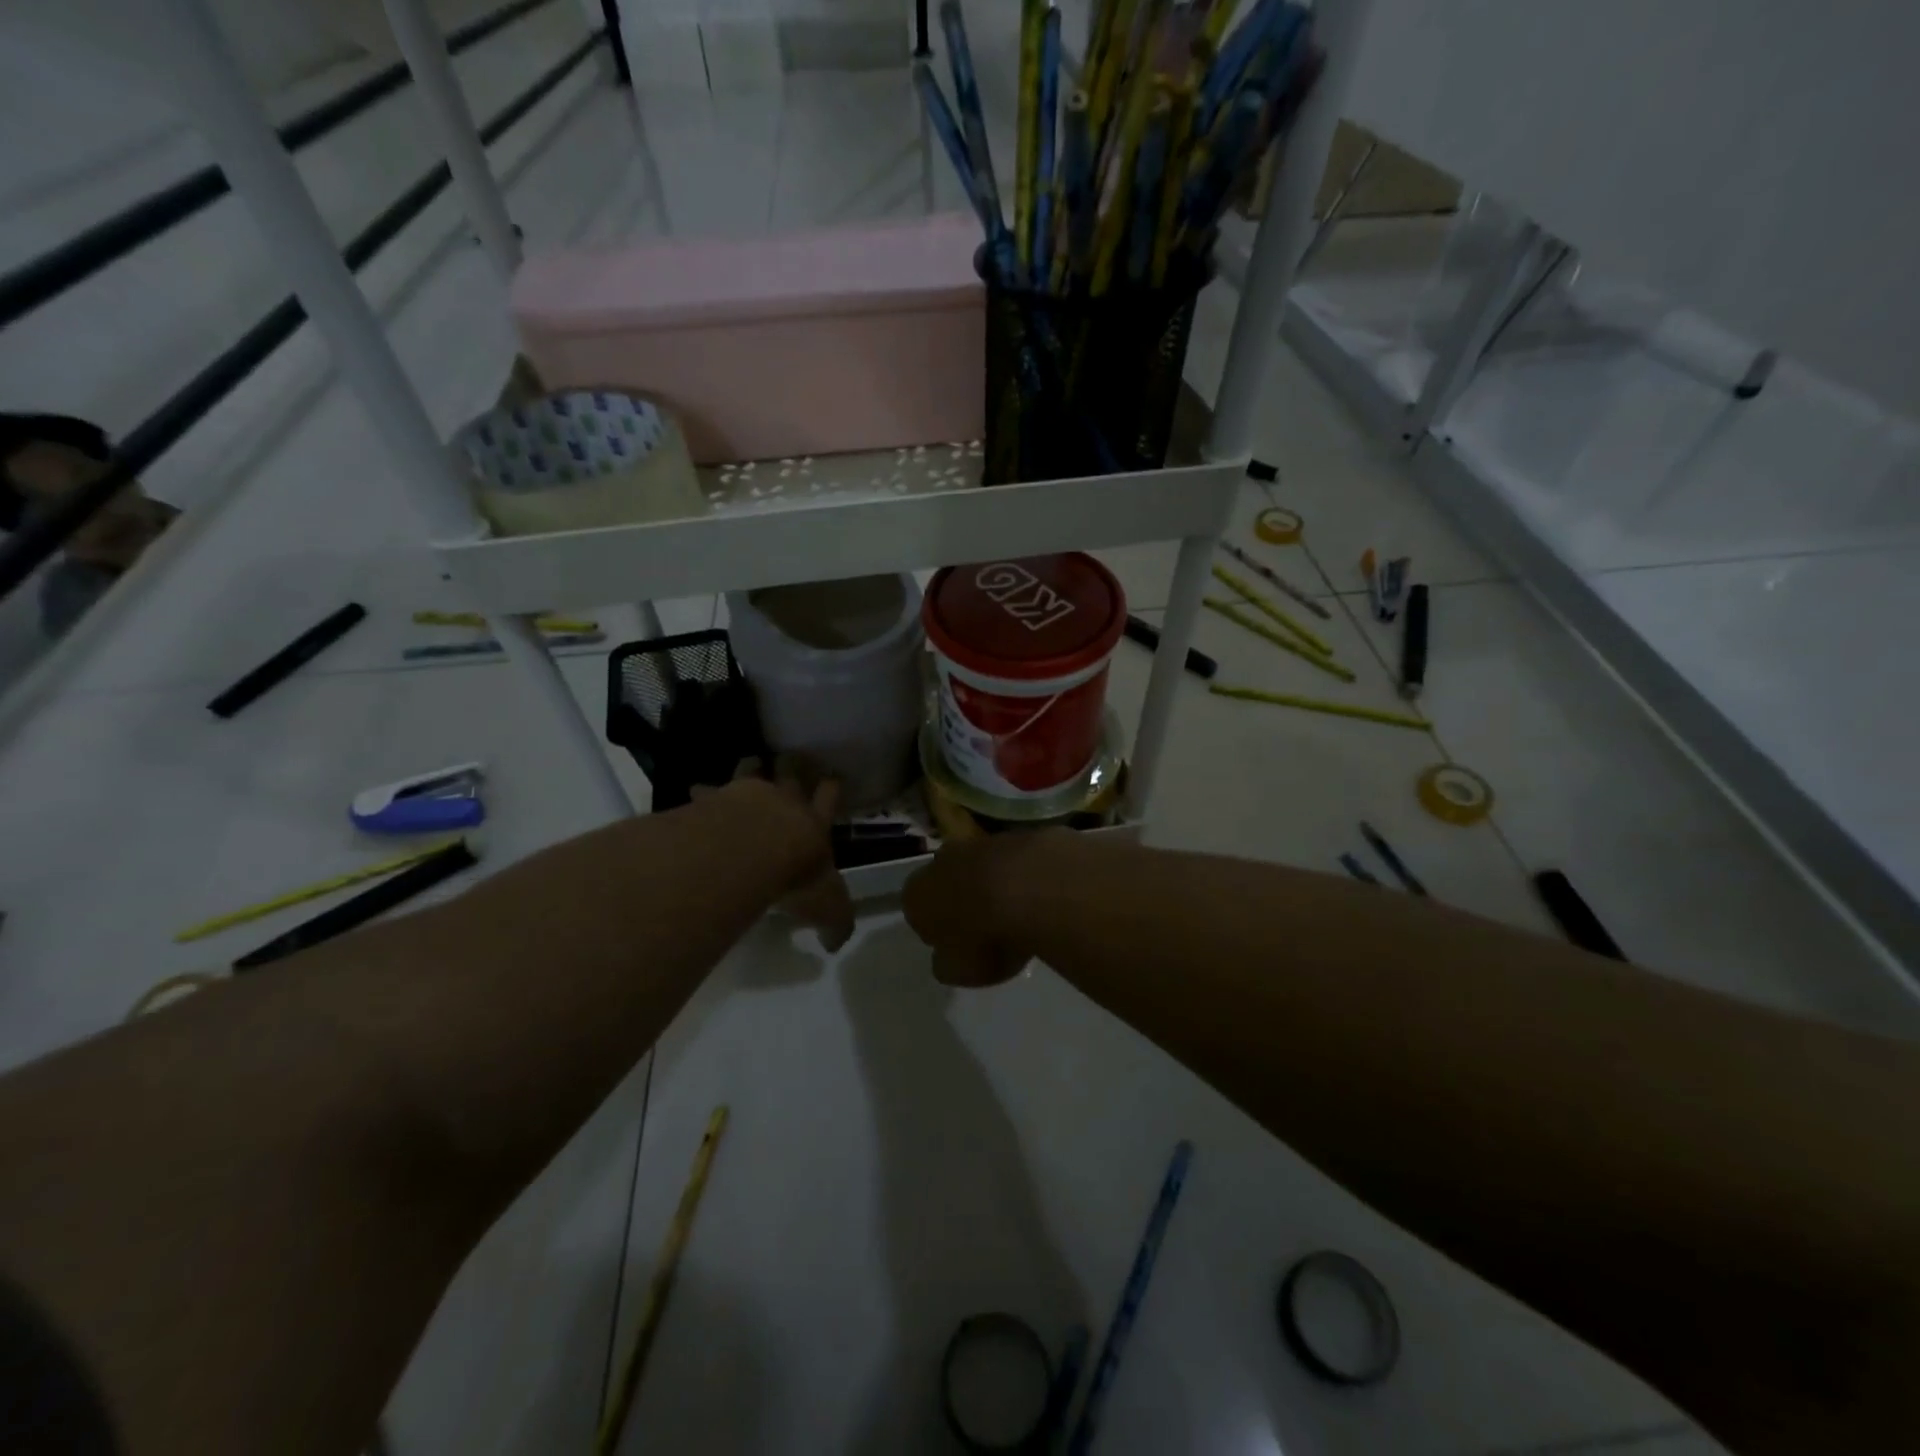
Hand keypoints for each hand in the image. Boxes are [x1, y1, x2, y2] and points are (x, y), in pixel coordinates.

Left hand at [709, 759, 854, 952]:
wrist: (749, 852)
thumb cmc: (795, 877)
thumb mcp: (827, 908)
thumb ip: (835, 924)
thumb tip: (835, 944)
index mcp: (815, 822)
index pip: (830, 796)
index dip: (832, 787)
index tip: (832, 779)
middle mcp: (785, 801)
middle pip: (793, 772)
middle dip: (794, 766)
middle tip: (792, 759)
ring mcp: (747, 794)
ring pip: (753, 768)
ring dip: (752, 767)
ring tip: (749, 764)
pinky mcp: (714, 798)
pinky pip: (708, 789)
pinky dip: (704, 791)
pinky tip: (697, 794)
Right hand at [902, 831, 1059, 986]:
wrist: (1032, 890)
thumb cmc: (984, 938)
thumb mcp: (960, 971)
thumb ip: (948, 963)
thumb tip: (947, 957)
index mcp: (917, 895)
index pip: (918, 913)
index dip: (937, 931)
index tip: (958, 946)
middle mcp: (940, 861)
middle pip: (946, 882)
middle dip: (961, 900)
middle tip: (985, 928)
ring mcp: (978, 843)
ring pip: (979, 867)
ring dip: (992, 885)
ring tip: (1017, 913)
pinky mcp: (1014, 835)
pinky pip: (1012, 861)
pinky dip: (1021, 875)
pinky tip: (1039, 895)